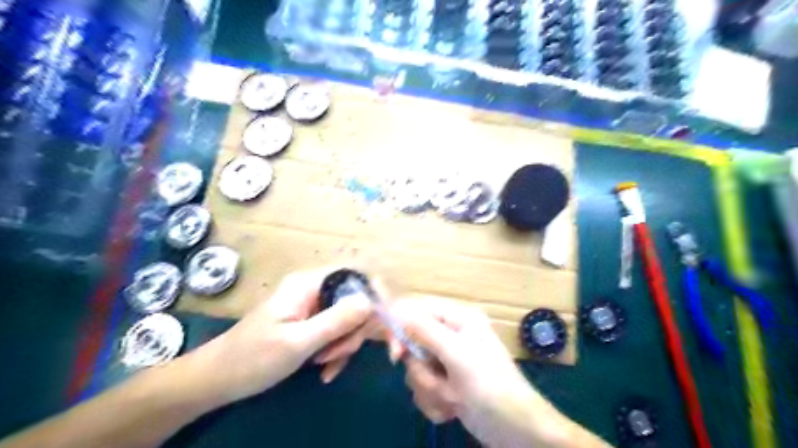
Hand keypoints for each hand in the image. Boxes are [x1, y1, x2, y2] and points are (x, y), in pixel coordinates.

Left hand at [189, 268, 372, 406]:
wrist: (219, 379)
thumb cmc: (253, 358)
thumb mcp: (298, 342)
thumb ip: (336, 320)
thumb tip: (372, 301)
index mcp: (309, 284)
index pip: (354, 273)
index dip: (373, 292)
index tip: (381, 320)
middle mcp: (314, 289)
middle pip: (355, 299)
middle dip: (355, 329)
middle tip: (341, 354)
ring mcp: (313, 306)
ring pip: (349, 318)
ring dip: (345, 343)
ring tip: (326, 366)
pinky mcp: (312, 322)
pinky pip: (337, 331)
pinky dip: (337, 350)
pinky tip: (325, 370)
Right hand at [388, 297, 583, 447]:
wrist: (514, 429)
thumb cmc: (489, 385)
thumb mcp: (457, 354)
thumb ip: (425, 331)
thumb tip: (397, 313)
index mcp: (456, 318)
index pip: (416, 310)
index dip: (401, 329)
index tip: (397, 355)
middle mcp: (450, 334)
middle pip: (412, 343)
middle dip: (422, 370)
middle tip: (437, 384)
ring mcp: (447, 359)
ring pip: (415, 369)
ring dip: (430, 389)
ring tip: (453, 398)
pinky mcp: (445, 382)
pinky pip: (422, 386)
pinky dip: (434, 401)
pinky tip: (453, 408)